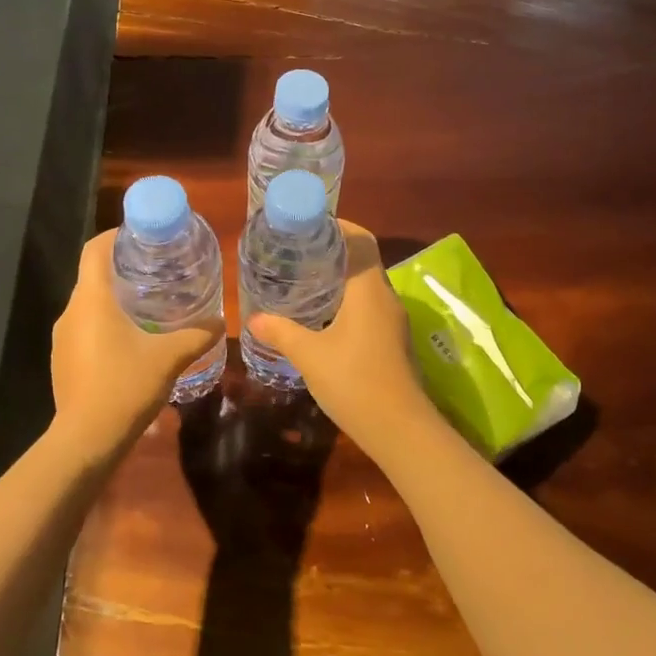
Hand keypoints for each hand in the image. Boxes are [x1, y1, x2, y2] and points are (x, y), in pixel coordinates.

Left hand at [51, 230, 223, 453]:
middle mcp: (71, 312)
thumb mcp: (169, 357)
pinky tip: (132, 342)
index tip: (143, 237)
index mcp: (92, 299)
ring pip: (89, 305)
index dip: (116, 236)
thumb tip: (220, 321)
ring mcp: (63, 338)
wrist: (86, 440)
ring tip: (149, 305)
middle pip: (93, 275)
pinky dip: (106, 325)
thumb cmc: (125, 386)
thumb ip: (197, 335)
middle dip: (123, 269)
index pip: (94, 249)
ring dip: (115, 300)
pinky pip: (85, 329)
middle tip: (158, 271)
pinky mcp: (63, 360)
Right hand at [246, 220, 440, 461]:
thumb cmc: (354, 382)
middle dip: (335, 251)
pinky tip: (326, 316)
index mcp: (368, 290)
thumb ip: (282, 333)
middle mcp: (386, 297)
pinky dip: (349, 300)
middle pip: (364, 259)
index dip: (338, 226)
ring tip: (307, 280)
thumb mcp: (310, 356)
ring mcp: (394, 320)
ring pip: (368, 285)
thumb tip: (254, 320)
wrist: (401, 429)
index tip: (310, 225)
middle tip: (299, 252)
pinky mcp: (394, 340)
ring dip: (342, 277)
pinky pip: (371, 306)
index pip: (361, 240)